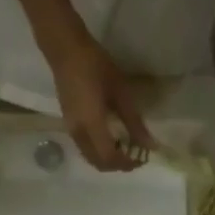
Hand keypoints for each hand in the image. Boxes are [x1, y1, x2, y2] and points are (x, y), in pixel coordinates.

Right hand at [47, 31, 153, 170]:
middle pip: (99, 163)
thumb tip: (149, 145)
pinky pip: (86, 148)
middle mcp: (79, 133)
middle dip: (119, 165)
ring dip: (109, 159)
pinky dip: (100, 151)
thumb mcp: (121, 92)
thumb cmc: (96, 66)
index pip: (110, 159)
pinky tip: (111, 137)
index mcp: (92, 126)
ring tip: (126, 147)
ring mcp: (71, 130)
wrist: (65, 50)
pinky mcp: (69, 124)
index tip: (142, 158)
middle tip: (136, 155)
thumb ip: (135, 122)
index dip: (127, 164)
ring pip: (91, 158)